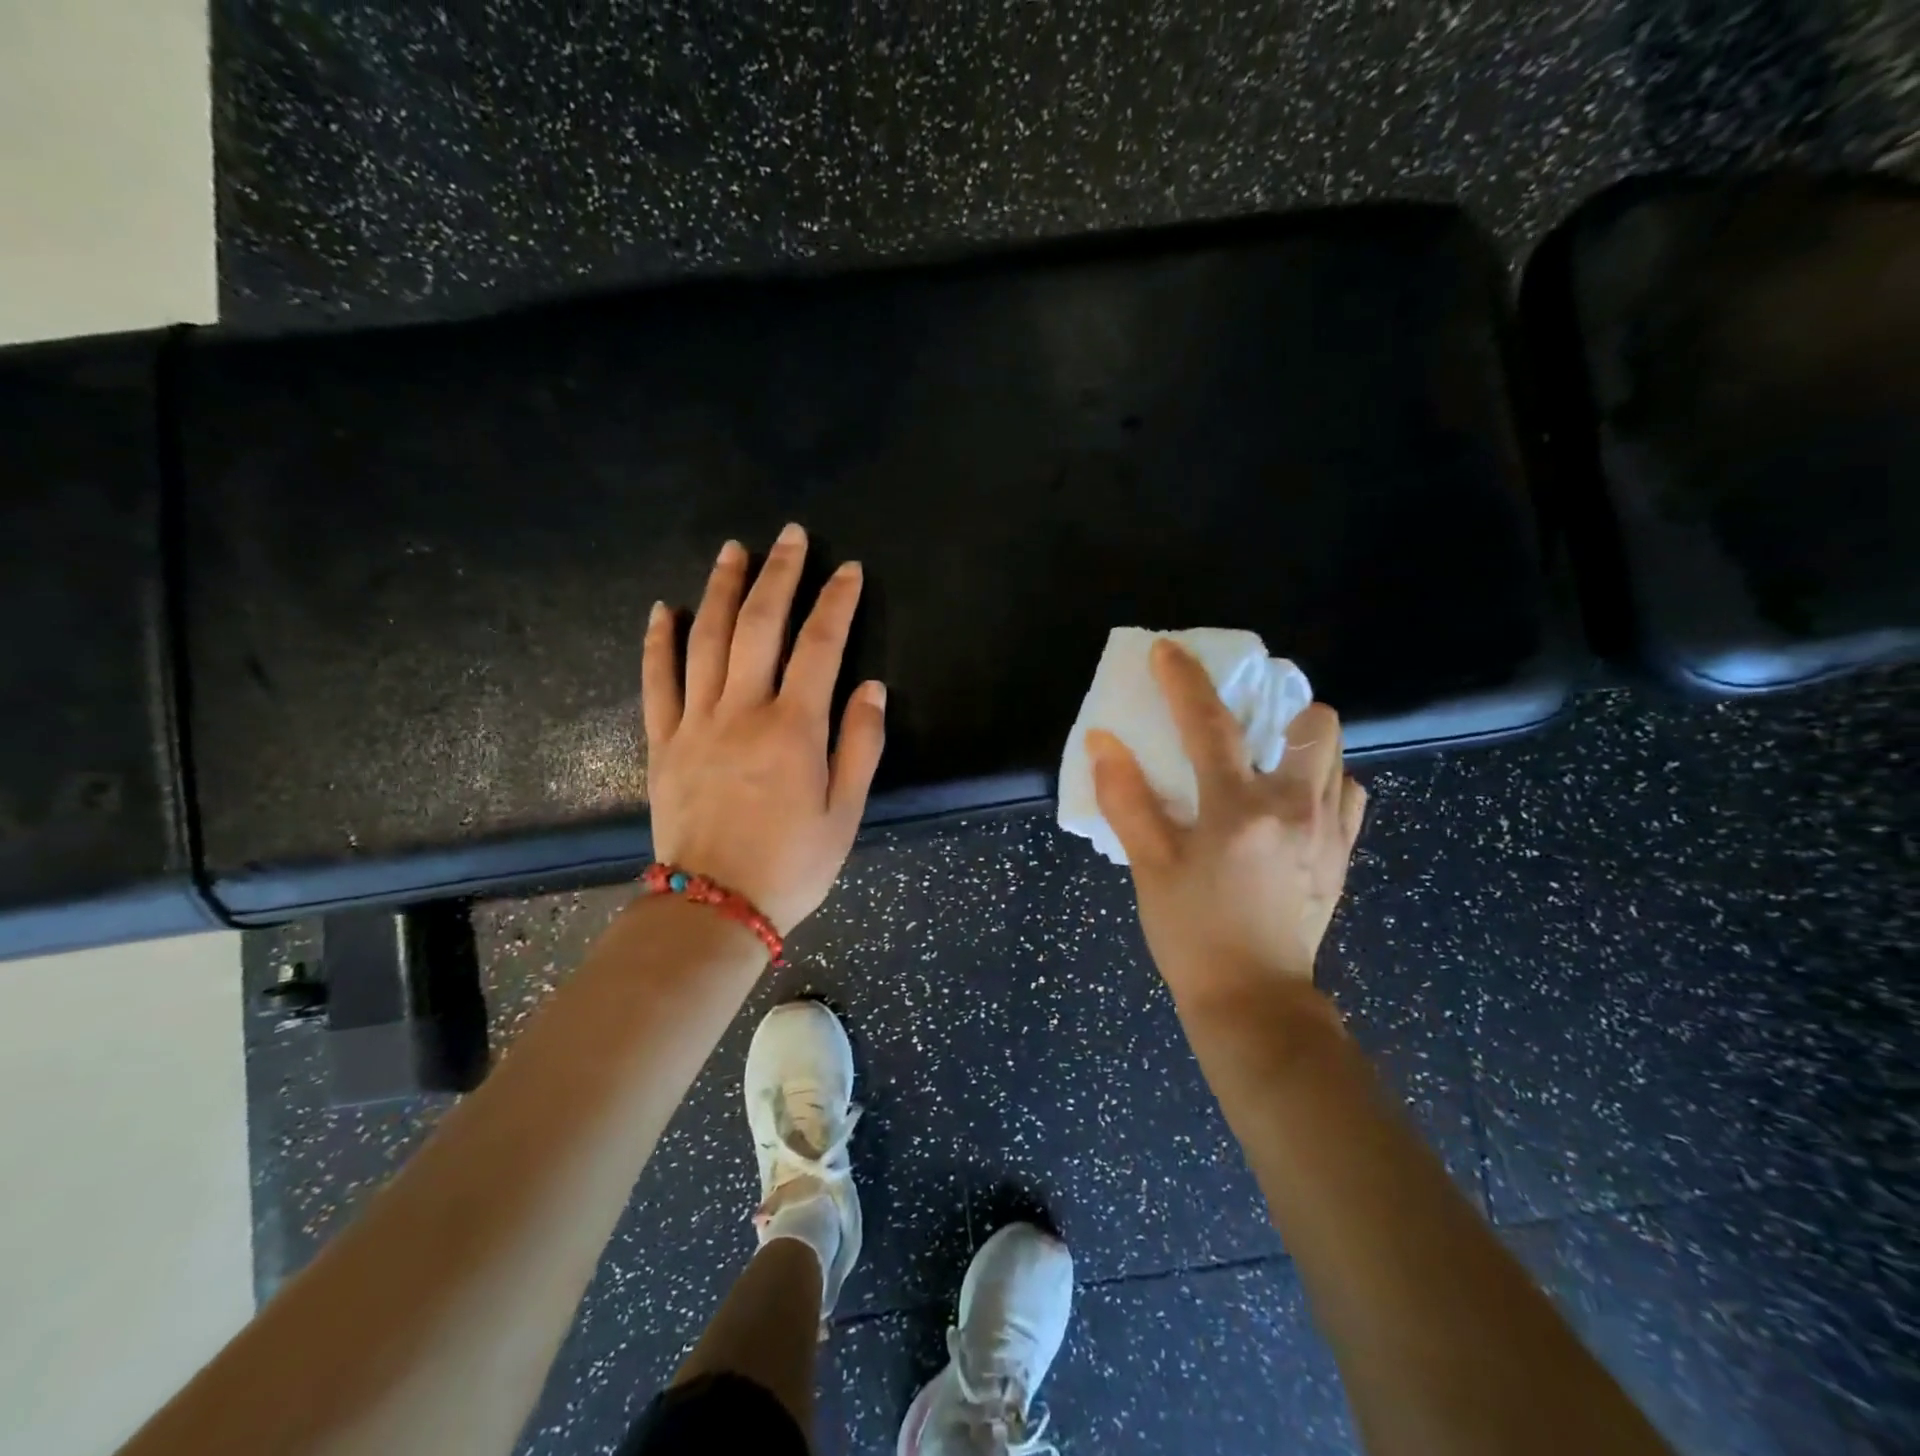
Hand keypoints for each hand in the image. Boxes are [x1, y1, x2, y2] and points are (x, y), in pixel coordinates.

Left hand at [642, 524, 886, 933]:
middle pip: (759, 626)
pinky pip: (657, 682)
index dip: (836, 602)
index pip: (820, 646)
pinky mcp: (663, 743)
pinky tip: (661, 609)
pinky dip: (658, 642)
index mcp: (794, 729)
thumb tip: (871, 687)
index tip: (848, 569)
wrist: (714, 908)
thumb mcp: (846, 813)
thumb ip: (860, 745)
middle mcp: (743, 712)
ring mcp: (696, 724)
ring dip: (720, 589)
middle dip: (778, 575)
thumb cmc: (792, 864)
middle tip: (789, 536)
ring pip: (705, 640)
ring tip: (733, 550)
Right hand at [1088, 639, 1365, 1010]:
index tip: (1167, 651)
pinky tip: (1290, 805)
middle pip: (1312, 721)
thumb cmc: (1192, 934)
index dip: (1184, 680)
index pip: (1210, 723)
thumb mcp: (1149, 867)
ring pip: (1336, 755)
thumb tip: (1103, 741)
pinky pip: (1347, 796)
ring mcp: (1328, 832)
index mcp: (1238, 808)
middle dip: (1278, 707)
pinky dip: (1322, 784)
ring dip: (1301, 744)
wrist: (1254, 1003)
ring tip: (1265, 763)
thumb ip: (1126, 799)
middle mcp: (1295, 807)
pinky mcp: (1341, 856)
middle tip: (1242, 723)